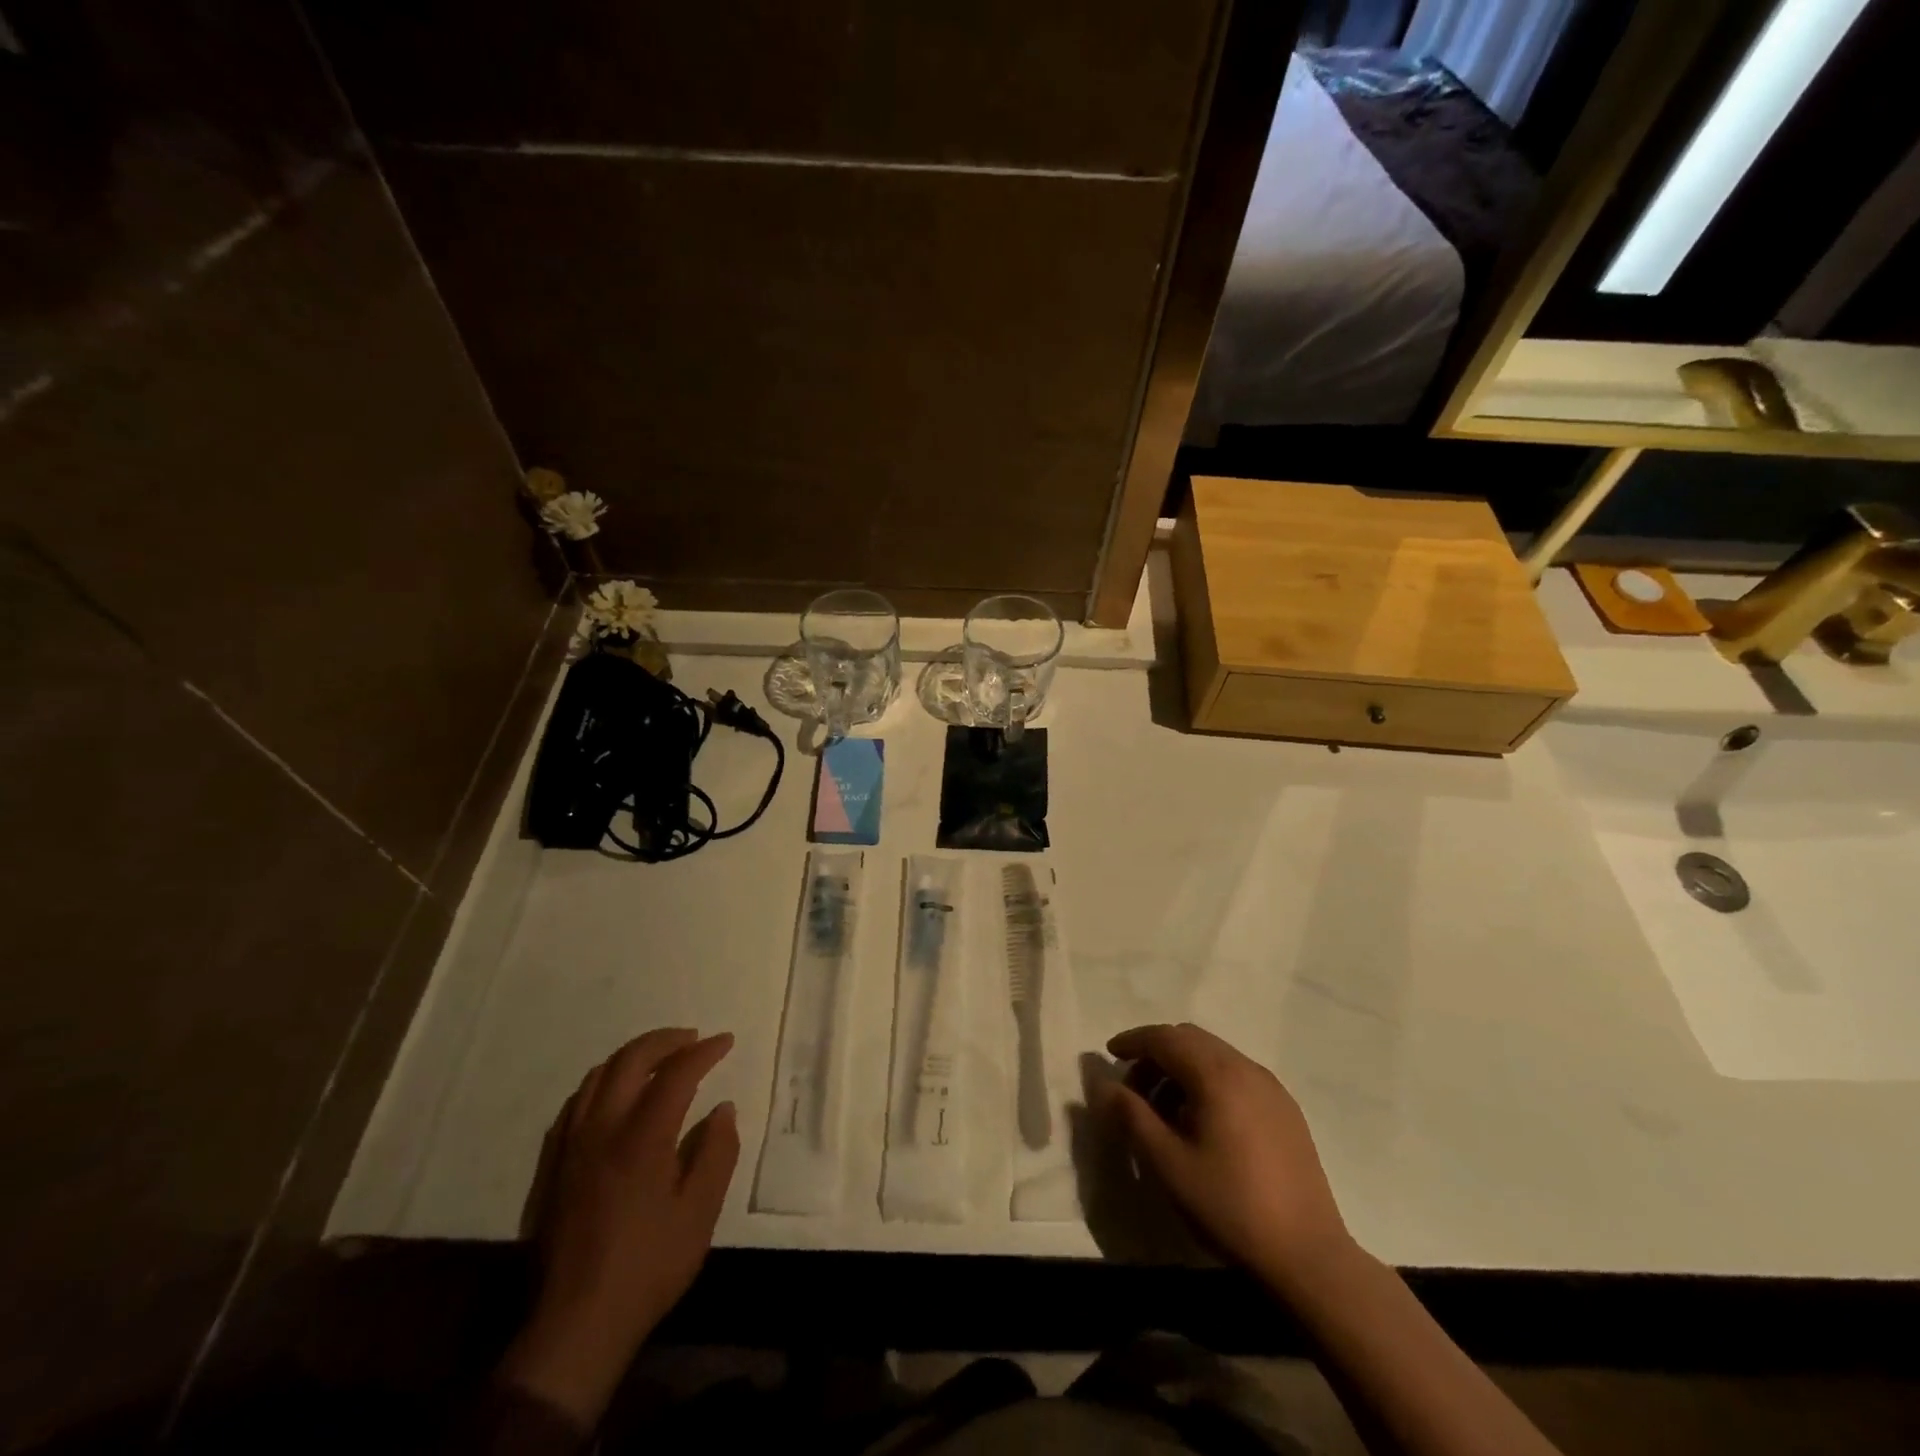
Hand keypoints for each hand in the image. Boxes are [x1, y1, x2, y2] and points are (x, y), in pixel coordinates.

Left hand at [499, 1028, 738, 1428]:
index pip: (675, 1074)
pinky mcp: (553, 1166)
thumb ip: (716, 1154)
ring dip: (632, 1056)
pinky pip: (576, 1103)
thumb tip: (722, 1110)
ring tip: (658, 1058)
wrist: (575, 1324)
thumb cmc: (647, 1266)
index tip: (725, 1041)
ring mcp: (571, 1146)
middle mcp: (602, 1129)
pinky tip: (614, 1094)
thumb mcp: (700, 1214)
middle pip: (630, 1061)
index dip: (704, 1052)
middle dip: (665, 1041)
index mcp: (641, 1138)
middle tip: (692, 1039)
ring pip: (597, 1076)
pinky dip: (602, 1082)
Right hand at [1095, 1023, 1353, 1293]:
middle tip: (1133, 1088)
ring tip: (1164, 1111)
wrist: (1308, 1256)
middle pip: (1191, 1039)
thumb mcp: (1168, 1164)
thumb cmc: (1230, 1206)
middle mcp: (1246, 1068)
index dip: (1133, 1041)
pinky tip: (1203, 1123)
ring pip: (1215, 1056)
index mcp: (1217, 1074)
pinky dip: (1209, 1082)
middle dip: (1156, 1054)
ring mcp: (1271, 1088)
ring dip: (1182, 1068)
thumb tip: (1104, 1084)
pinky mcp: (1286, 1110)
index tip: (1109, 1054)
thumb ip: (1131, 1116)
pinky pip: (1237, 1076)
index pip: (1165, 1037)